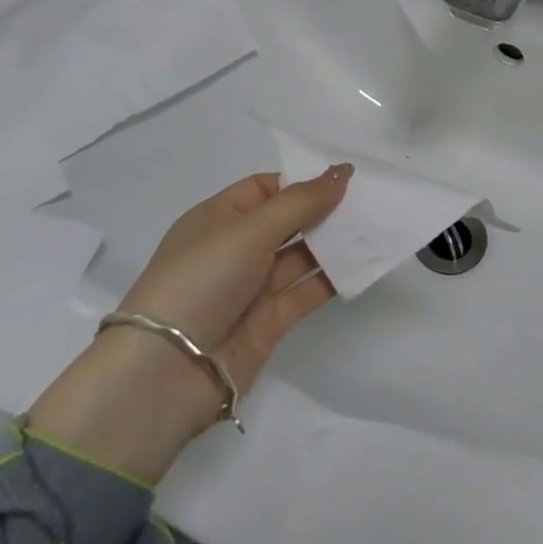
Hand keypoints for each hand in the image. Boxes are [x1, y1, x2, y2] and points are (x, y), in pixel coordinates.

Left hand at [30, 167, 351, 480]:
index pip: (265, 188)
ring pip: (301, 256)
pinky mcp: (270, 321)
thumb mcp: (249, 230)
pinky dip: (334, 279)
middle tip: (370, 200)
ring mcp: (253, 286)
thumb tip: (341, 171)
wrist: (167, 372)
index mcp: (218, 217)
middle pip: (288, 220)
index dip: (302, 181)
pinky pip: (308, 292)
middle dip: (324, 210)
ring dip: (334, 243)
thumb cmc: (201, 280)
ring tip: (375, 226)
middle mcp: (236, 248)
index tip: (344, 178)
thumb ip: (301, 202)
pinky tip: (364, 264)